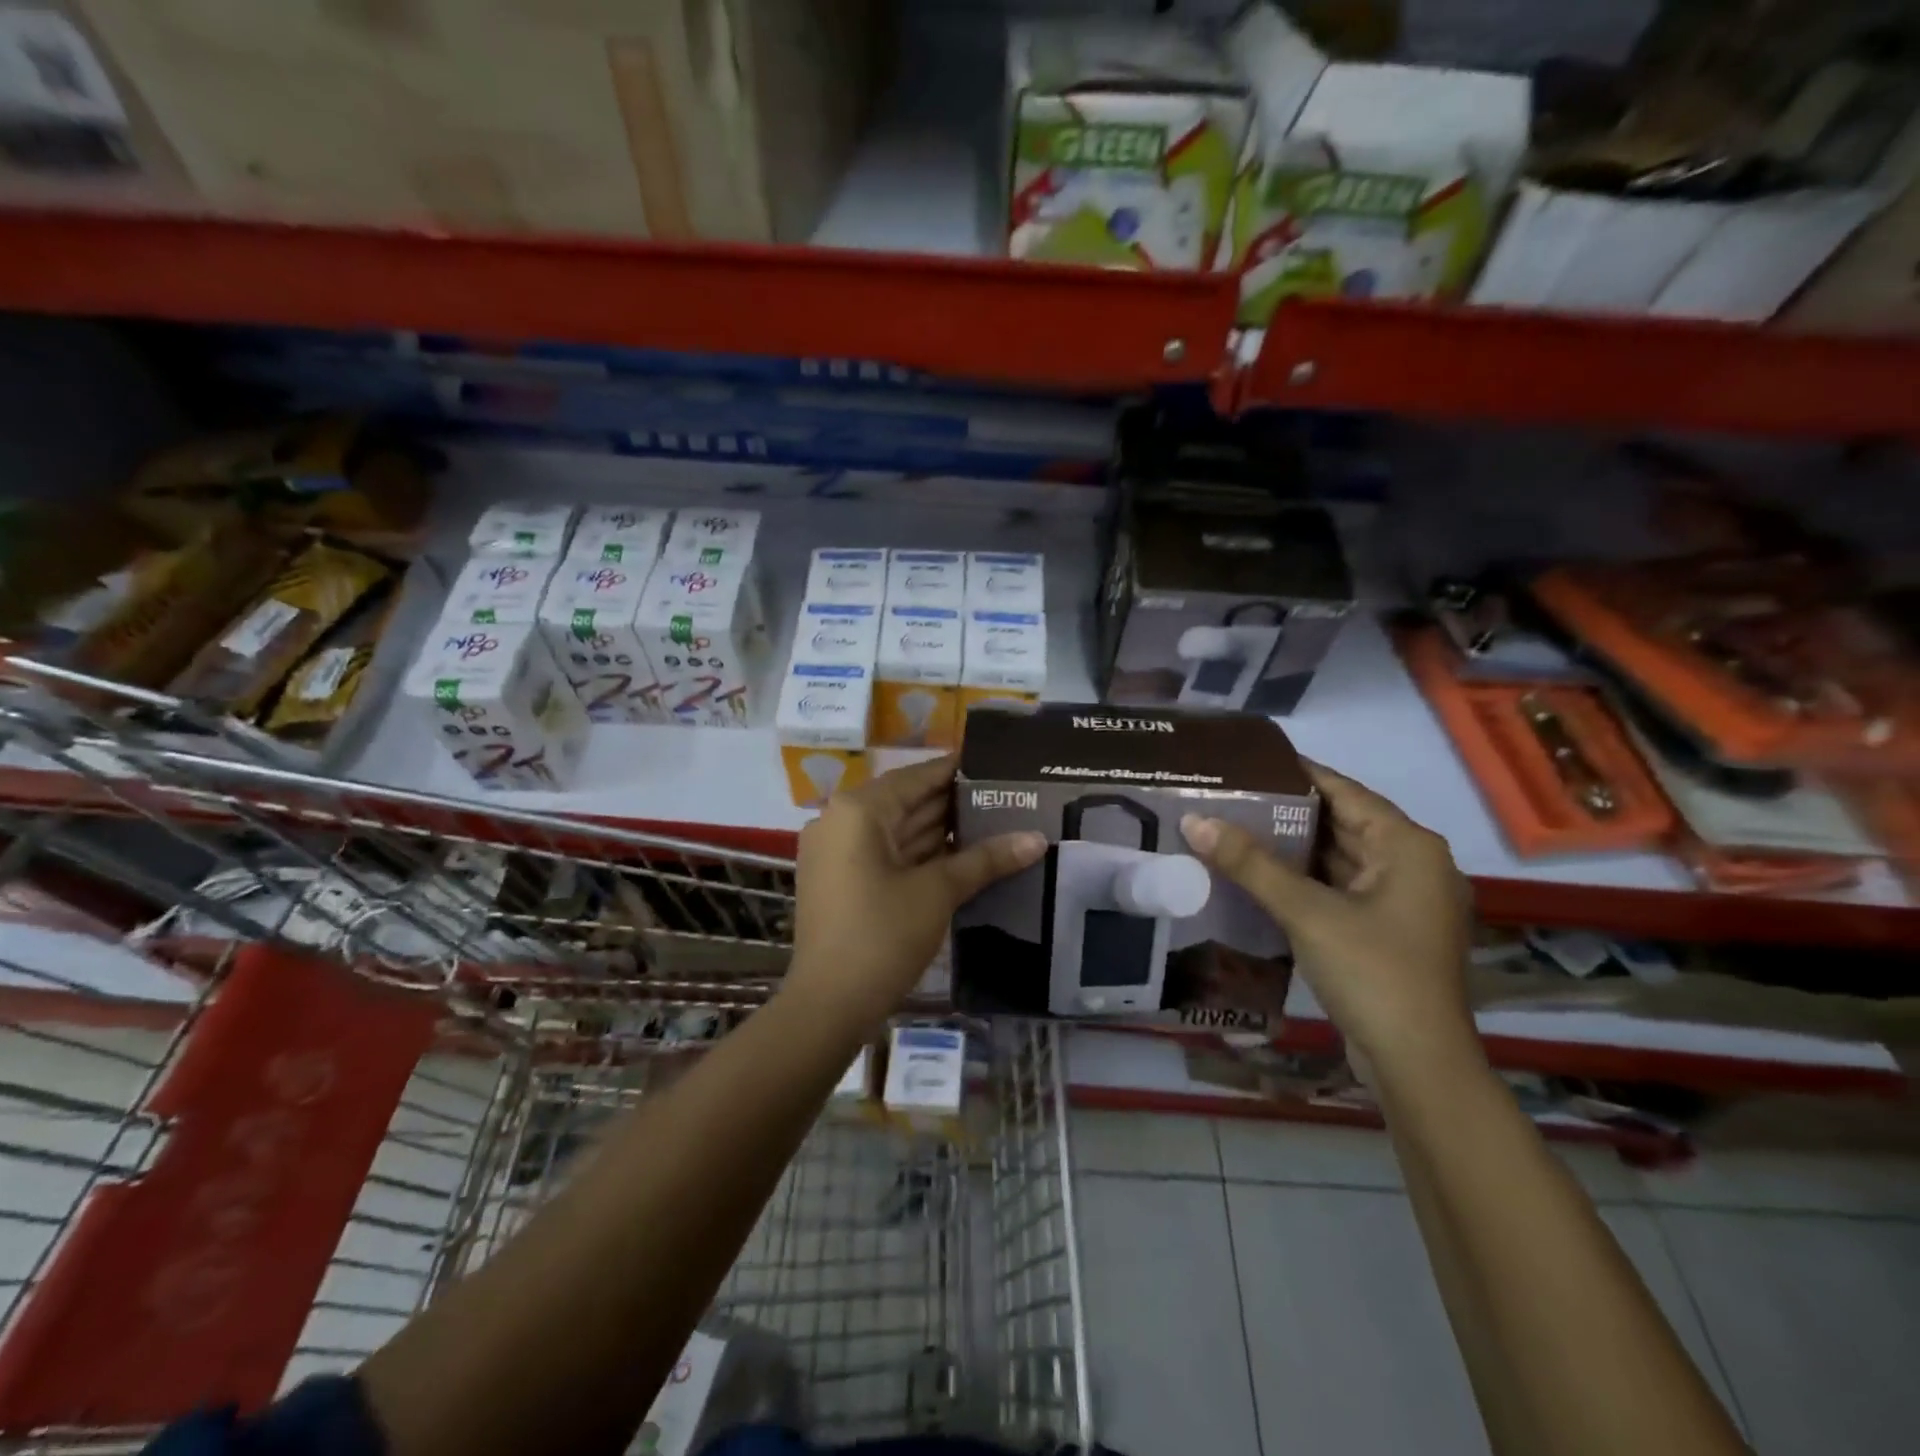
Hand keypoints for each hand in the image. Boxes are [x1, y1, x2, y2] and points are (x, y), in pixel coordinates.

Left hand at [785, 754, 1045, 1037]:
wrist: (828, 1006)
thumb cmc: (882, 936)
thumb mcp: (938, 892)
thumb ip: (986, 860)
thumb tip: (1039, 839)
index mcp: (859, 810)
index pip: (917, 777)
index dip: (959, 770)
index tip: (999, 765)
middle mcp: (841, 821)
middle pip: (907, 802)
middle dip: (956, 804)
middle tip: (1009, 797)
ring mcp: (837, 852)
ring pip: (899, 830)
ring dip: (942, 832)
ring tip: (997, 822)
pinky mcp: (841, 880)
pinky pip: (887, 854)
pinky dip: (922, 855)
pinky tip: (964, 856)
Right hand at [1178, 761, 1478, 1085]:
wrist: (1418, 1065)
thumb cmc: (1372, 972)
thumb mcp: (1306, 911)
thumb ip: (1250, 863)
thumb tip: (1194, 820)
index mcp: (1409, 847)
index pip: (1346, 791)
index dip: (1299, 773)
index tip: (1250, 760)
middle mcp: (1415, 866)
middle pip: (1344, 824)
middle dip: (1289, 812)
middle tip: (1232, 796)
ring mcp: (1405, 903)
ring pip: (1341, 860)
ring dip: (1295, 849)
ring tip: (1236, 828)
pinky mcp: (1389, 932)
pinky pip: (1341, 889)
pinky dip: (1306, 881)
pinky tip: (1262, 877)